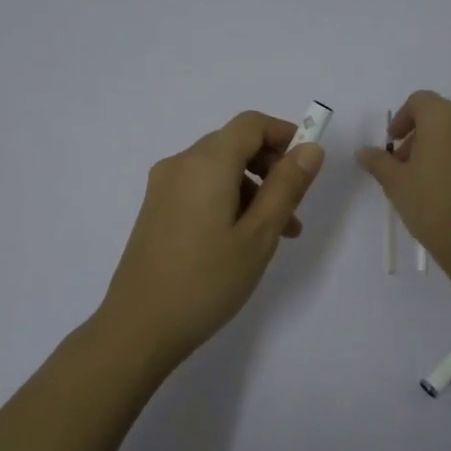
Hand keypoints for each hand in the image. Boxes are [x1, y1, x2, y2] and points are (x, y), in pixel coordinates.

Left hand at [98, 111, 325, 372]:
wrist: (140, 326)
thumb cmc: (207, 280)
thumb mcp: (259, 235)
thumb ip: (286, 187)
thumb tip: (310, 148)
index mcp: (206, 163)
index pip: (250, 124)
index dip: (284, 134)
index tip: (308, 165)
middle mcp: (180, 164)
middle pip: (234, 144)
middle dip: (271, 168)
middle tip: (295, 209)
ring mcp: (163, 187)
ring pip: (218, 170)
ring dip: (253, 189)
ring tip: (276, 235)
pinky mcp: (156, 210)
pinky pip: (200, 189)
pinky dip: (228, 200)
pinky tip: (241, 240)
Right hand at [356, 90, 450, 276]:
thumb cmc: (433, 205)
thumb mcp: (396, 183)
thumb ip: (379, 161)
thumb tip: (363, 151)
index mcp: (444, 115)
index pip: (419, 102)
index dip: (402, 119)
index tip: (393, 144)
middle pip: (442, 115)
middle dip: (421, 134)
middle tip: (407, 165)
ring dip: (443, 144)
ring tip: (430, 178)